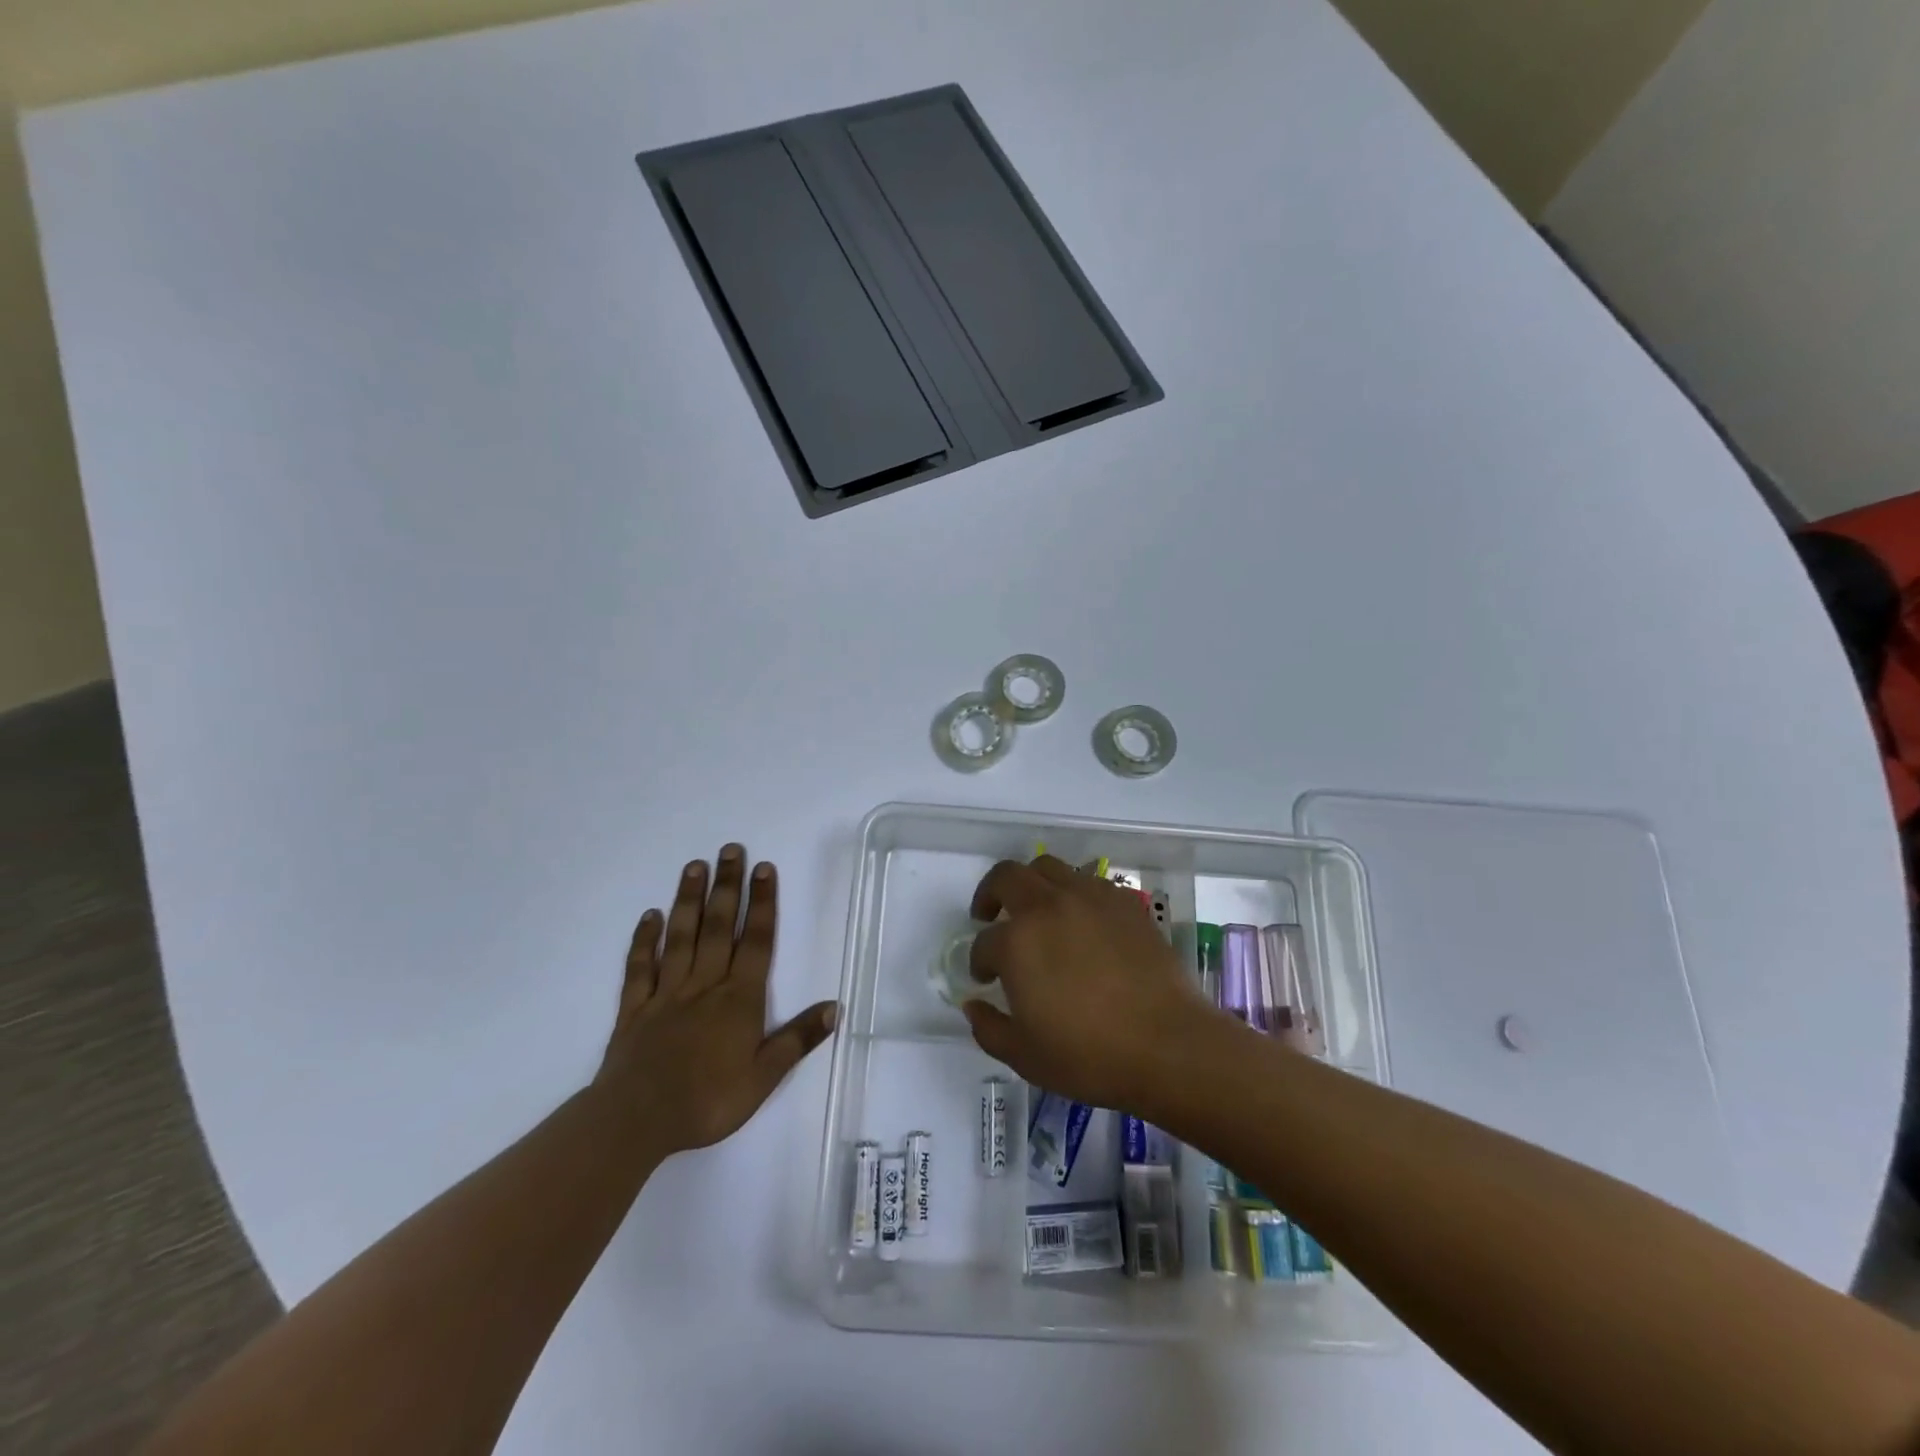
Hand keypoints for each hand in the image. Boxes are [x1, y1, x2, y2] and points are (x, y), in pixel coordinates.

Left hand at [597, 844, 837, 1155]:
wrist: (637, 1121)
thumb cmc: (707, 1101)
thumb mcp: (763, 1078)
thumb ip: (797, 1039)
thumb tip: (835, 1006)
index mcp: (738, 999)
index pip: (756, 942)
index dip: (763, 904)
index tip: (763, 868)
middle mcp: (704, 985)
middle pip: (719, 928)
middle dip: (727, 887)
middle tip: (730, 849)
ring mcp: (666, 993)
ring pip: (681, 937)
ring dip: (689, 900)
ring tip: (694, 866)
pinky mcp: (634, 1008)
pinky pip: (640, 967)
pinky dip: (644, 940)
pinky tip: (650, 916)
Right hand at [962, 856, 1219, 1111]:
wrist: (1168, 1045)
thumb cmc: (1089, 1055)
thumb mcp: (1025, 1056)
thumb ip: (988, 1028)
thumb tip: (973, 1004)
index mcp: (1017, 942)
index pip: (984, 942)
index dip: (979, 961)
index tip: (986, 978)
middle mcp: (1048, 907)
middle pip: (1007, 877)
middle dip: (990, 894)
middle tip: (990, 915)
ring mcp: (1089, 898)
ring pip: (1048, 867)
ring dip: (1032, 884)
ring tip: (1036, 910)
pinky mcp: (1124, 902)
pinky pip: (1089, 882)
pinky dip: (1074, 893)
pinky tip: (1082, 921)